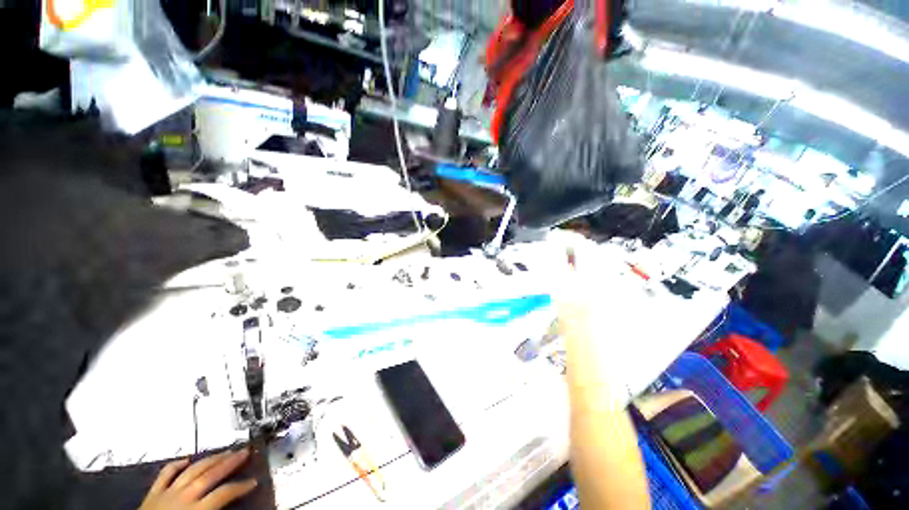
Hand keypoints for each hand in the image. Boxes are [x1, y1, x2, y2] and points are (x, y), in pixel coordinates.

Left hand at [139, 449, 257, 509]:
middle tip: (245, 451)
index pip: (223, 494)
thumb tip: (232, 508)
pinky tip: (186, 459)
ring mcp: (166, 493)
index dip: (241, 486)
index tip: (254, 482)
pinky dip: (177, 464)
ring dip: (210, 459)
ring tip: (225, 451)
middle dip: (229, 462)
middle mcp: (183, 497)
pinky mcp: (153, 493)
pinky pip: (165, 474)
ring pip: (192, 470)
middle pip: (209, 474)